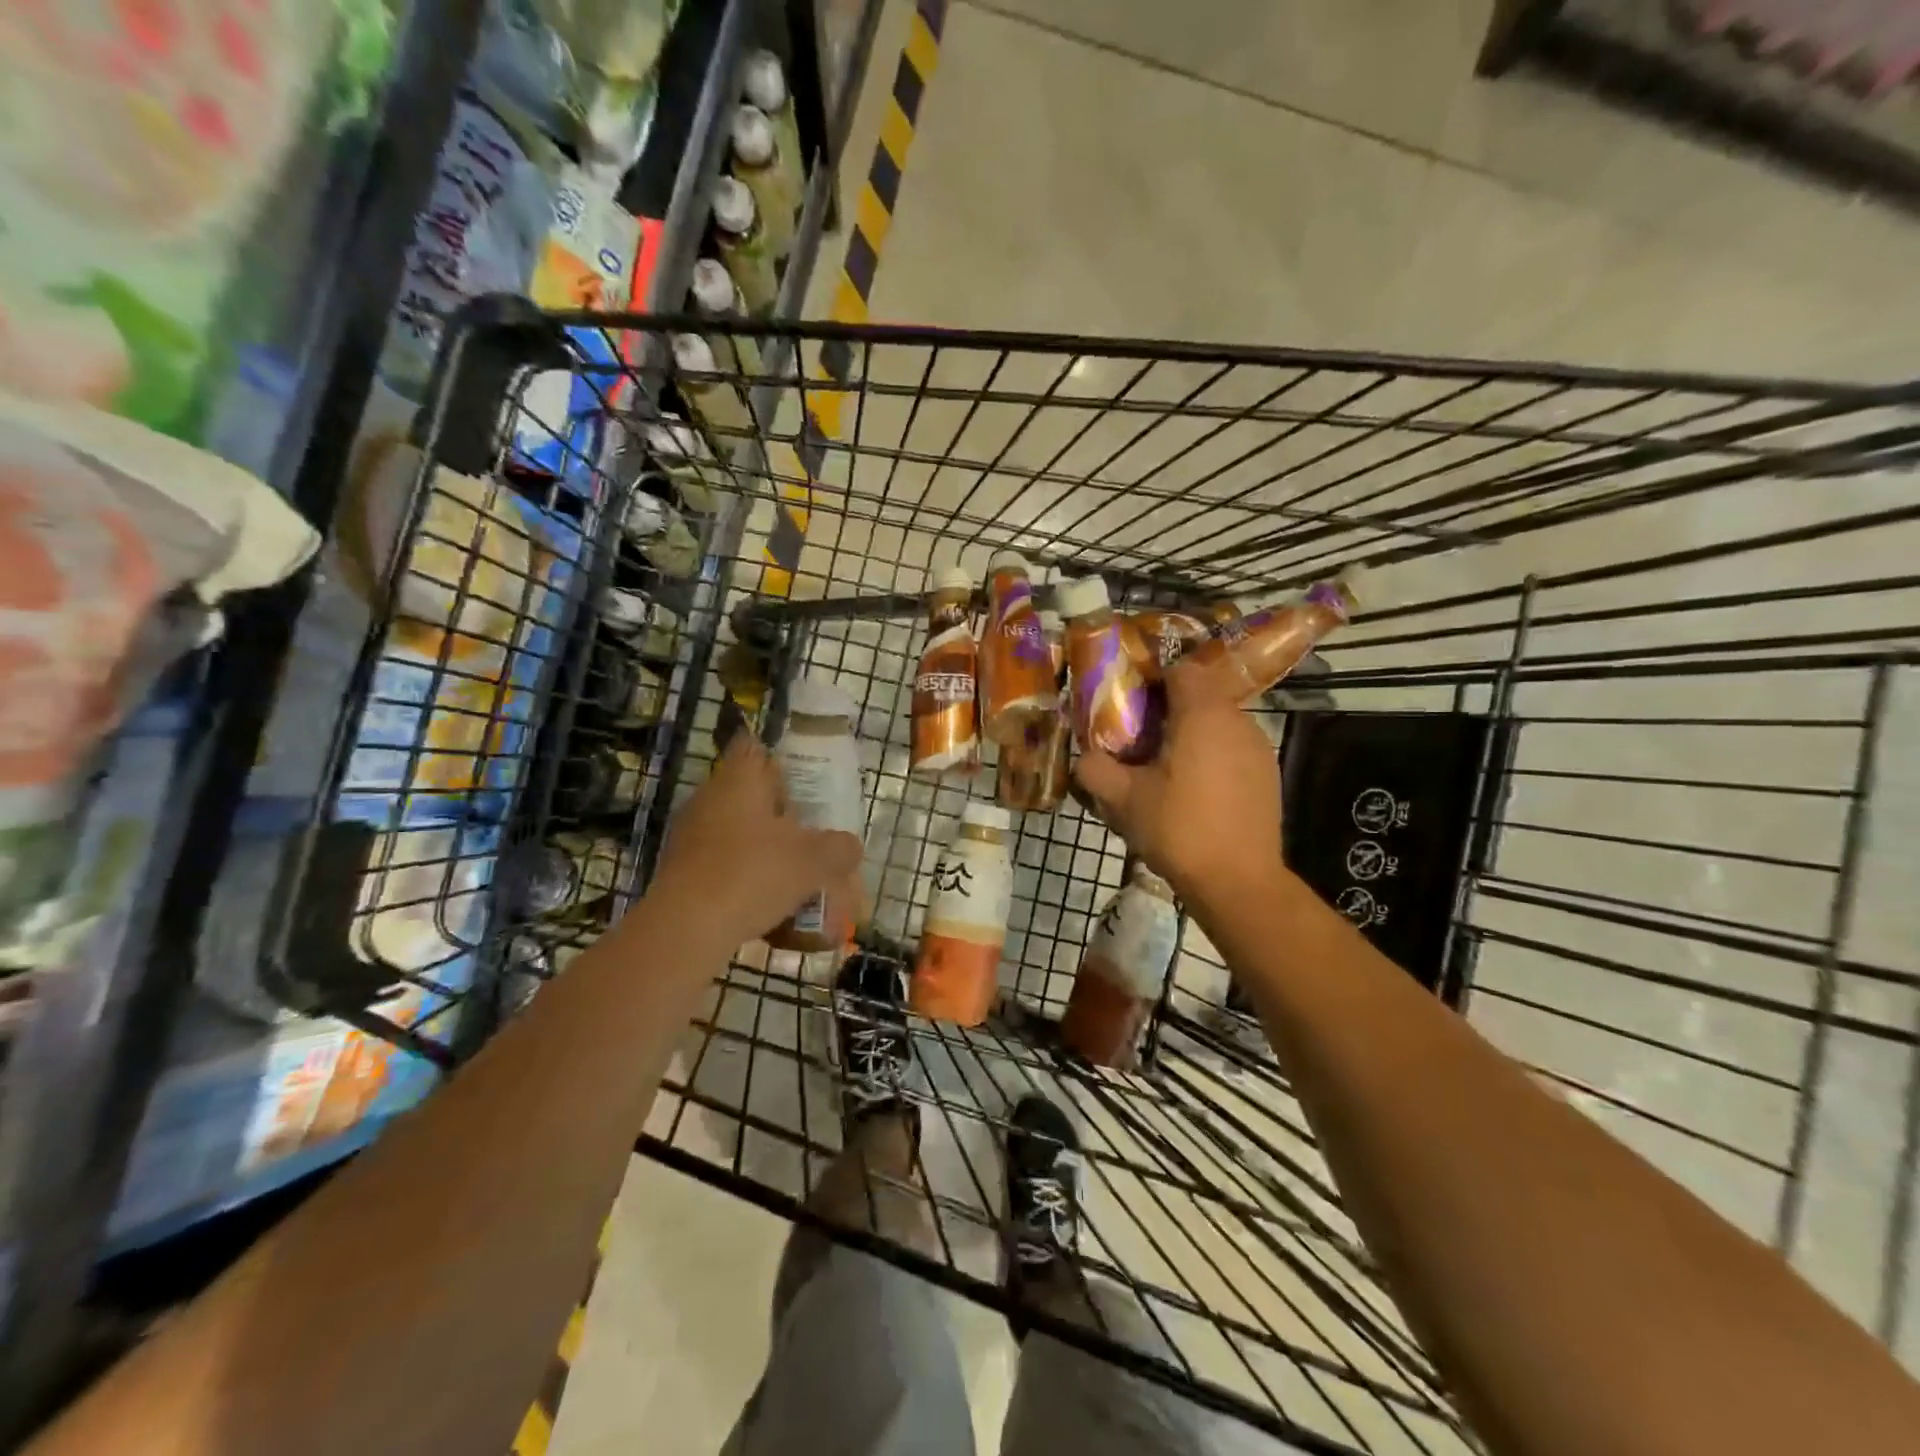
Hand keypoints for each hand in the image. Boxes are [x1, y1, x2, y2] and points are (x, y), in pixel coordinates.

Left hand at [651, 735, 862, 942]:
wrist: (685, 931)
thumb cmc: (753, 875)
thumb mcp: (814, 860)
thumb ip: (840, 848)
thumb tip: (849, 847)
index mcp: (738, 780)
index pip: (754, 746)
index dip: (782, 757)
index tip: (808, 777)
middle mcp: (710, 800)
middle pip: (754, 796)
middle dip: (786, 815)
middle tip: (816, 833)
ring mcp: (692, 838)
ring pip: (742, 835)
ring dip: (771, 852)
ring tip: (803, 877)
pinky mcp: (684, 874)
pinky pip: (728, 868)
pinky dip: (752, 881)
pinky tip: (777, 909)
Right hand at [1073, 663, 1284, 908]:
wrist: (1238, 882)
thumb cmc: (1178, 829)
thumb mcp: (1122, 800)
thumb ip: (1095, 769)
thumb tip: (1084, 757)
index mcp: (1203, 714)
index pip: (1181, 670)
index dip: (1152, 681)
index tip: (1131, 707)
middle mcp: (1237, 721)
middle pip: (1201, 696)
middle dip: (1169, 711)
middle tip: (1140, 742)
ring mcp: (1259, 748)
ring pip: (1219, 724)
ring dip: (1192, 736)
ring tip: (1166, 771)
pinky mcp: (1269, 775)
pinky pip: (1234, 750)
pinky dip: (1213, 758)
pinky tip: (1196, 794)